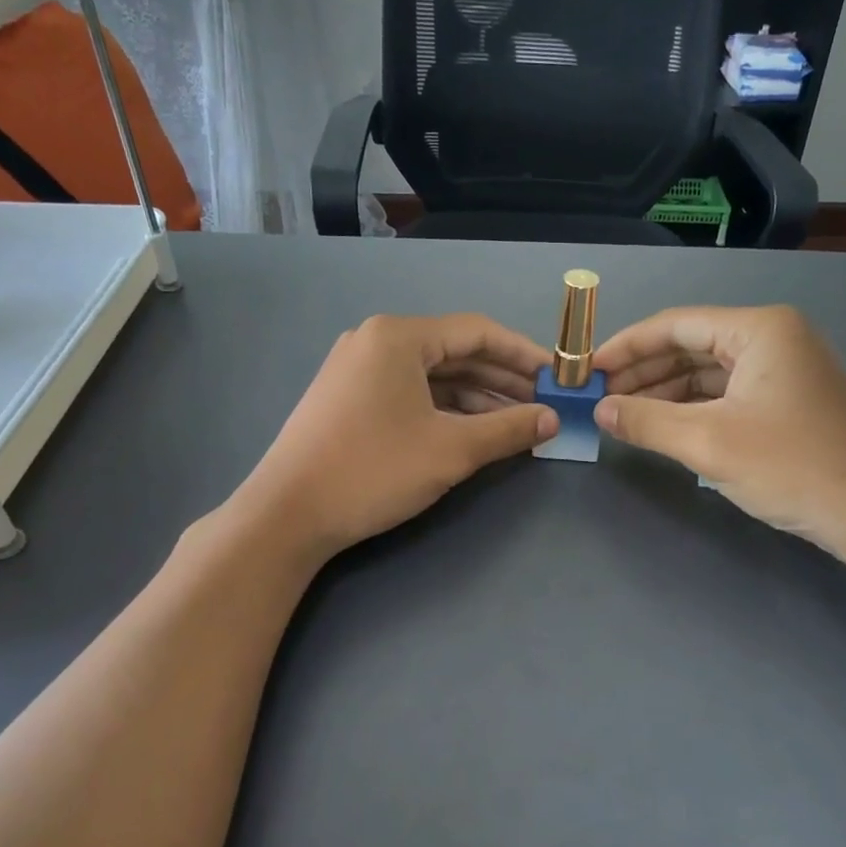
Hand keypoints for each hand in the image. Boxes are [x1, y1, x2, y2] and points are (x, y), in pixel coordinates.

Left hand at [238, 313, 556, 560]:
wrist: (287, 514)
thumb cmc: (373, 470)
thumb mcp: (451, 450)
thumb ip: (508, 429)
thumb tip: (553, 419)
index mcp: (399, 337)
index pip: (478, 332)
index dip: (524, 355)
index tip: (558, 378)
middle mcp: (376, 342)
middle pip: (455, 353)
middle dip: (503, 380)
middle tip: (544, 405)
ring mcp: (358, 370)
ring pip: (433, 376)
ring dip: (477, 398)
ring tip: (518, 423)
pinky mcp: (349, 399)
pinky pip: (410, 393)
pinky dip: (445, 410)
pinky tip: (474, 432)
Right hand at [591, 305, 845, 553]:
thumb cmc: (794, 467)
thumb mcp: (709, 443)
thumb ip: (647, 422)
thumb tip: (600, 411)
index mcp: (759, 329)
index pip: (675, 324)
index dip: (625, 347)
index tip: (586, 371)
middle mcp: (774, 339)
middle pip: (691, 345)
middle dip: (643, 371)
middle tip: (599, 397)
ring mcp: (785, 371)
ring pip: (708, 372)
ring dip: (665, 392)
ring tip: (623, 414)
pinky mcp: (790, 402)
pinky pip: (728, 395)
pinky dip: (693, 409)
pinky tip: (664, 427)